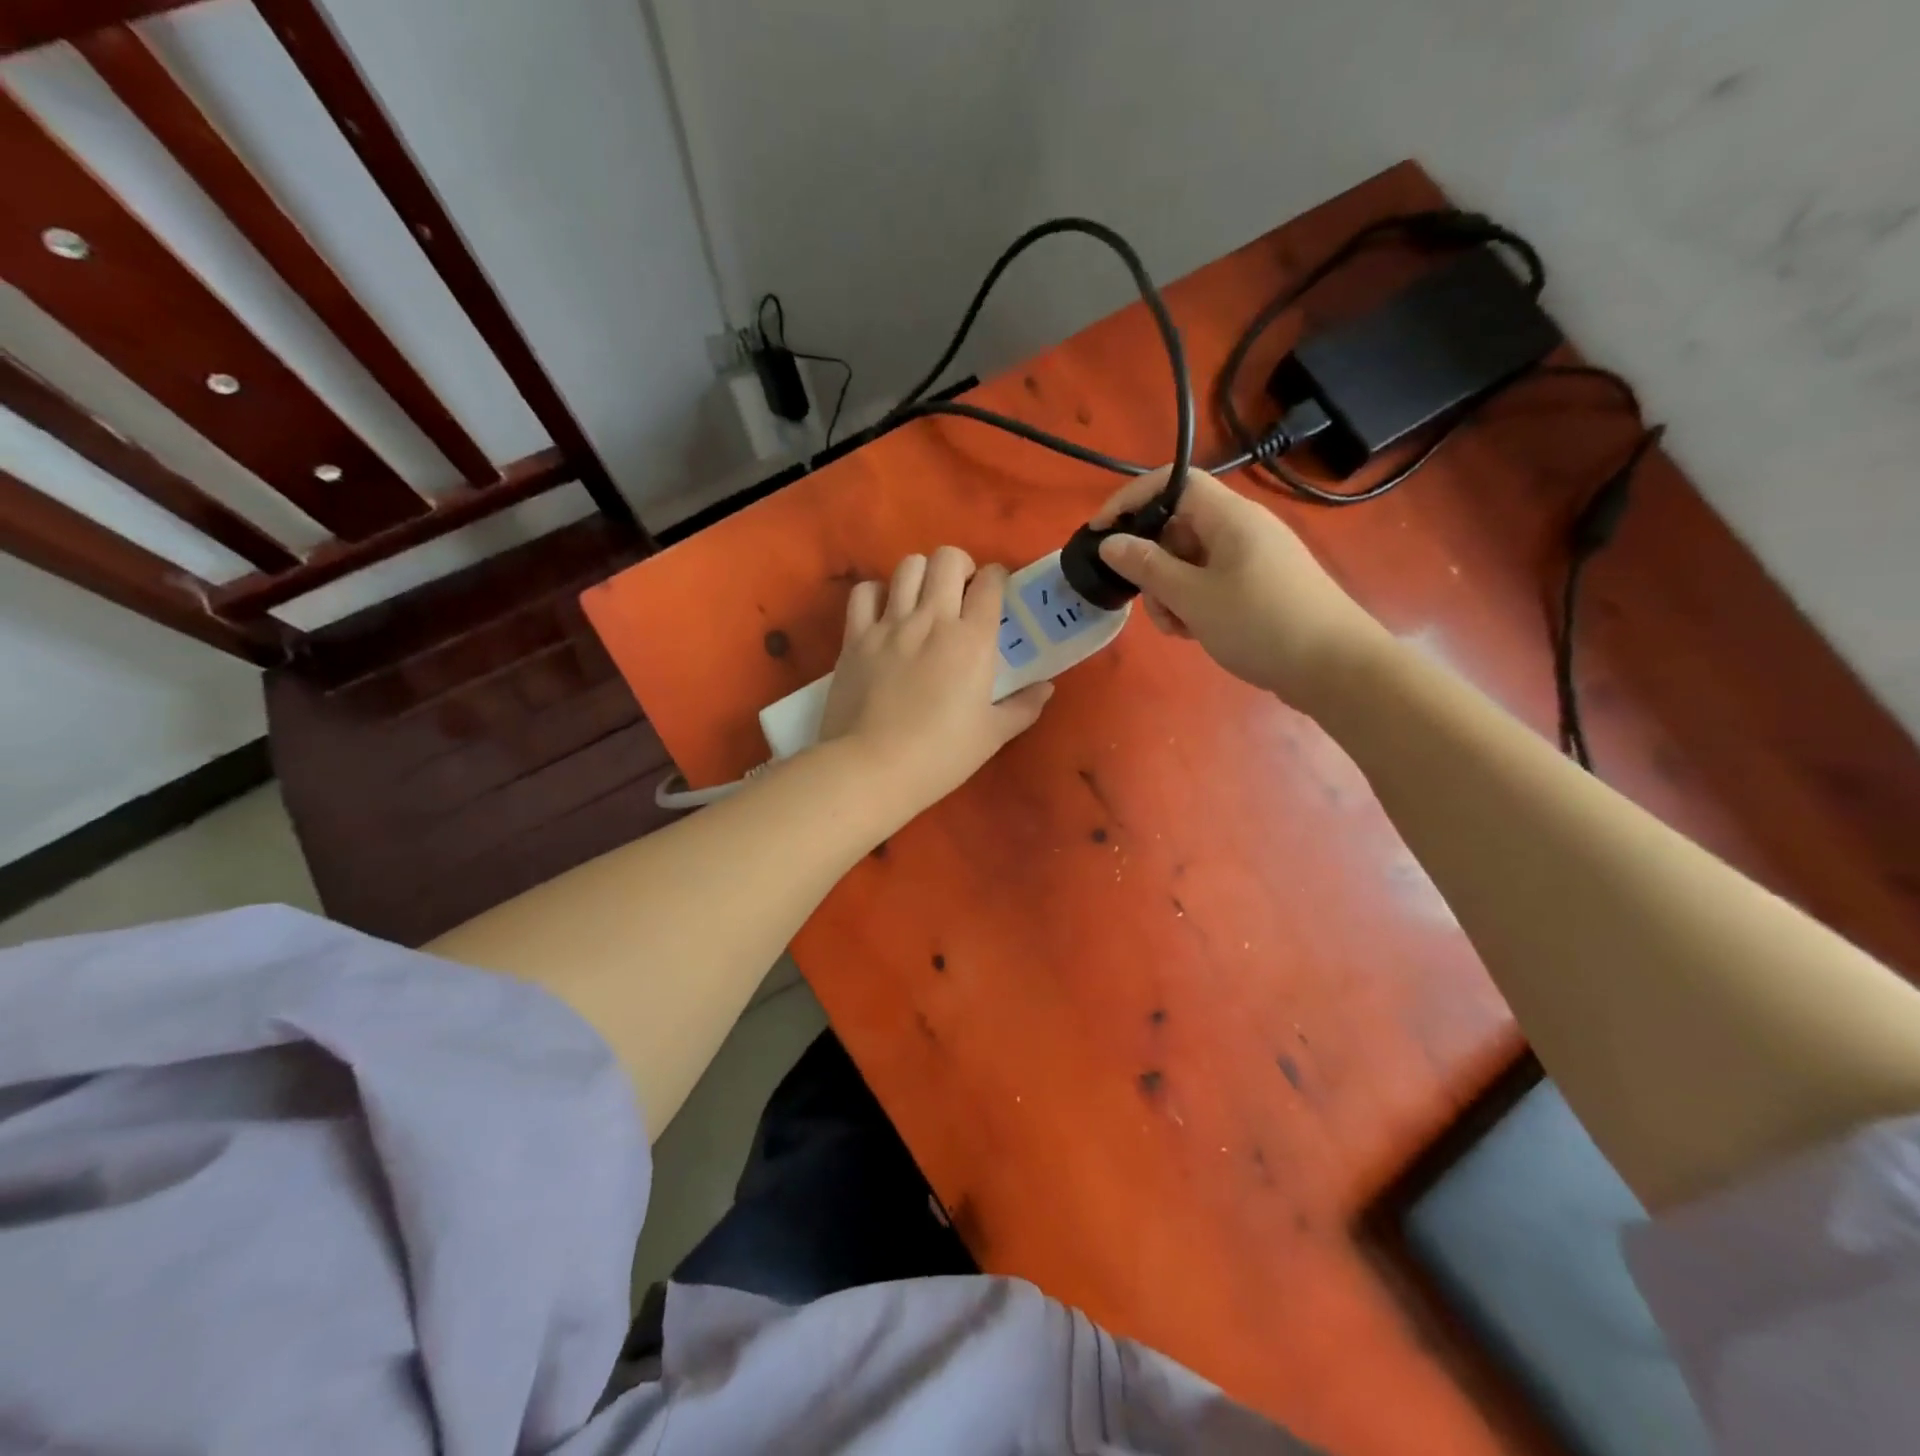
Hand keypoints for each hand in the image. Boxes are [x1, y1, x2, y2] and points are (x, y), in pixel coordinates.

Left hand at [818, 546, 1052, 816]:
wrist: (873, 769)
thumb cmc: (941, 756)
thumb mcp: (993, 735)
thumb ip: (1023, 706)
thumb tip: (1046, 688)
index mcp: (972, 640)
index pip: (991, 582)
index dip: (997, 578)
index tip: (996, 593)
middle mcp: (932, 620)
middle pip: (947, 558)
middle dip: (960, 566)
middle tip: (961, 592)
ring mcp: (889, 625)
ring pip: (907, 566)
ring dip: (921, 574)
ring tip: (923, 599)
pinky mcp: (855, 637)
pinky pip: (864, 592)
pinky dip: (877, 594)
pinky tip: (884, 613)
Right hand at [1092, 466, 1387, 706]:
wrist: (1335, 668)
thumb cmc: (1260, 624)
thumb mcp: (1192, 597)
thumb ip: (1147, 567)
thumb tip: (1110, 543)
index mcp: (1229, 517)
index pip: (1172, 482)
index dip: (1131, 500)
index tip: (1100, 533)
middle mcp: (1242, 528)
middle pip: (1178, 527)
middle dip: (1152, 564)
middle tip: (1147, 602)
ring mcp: (1254, 558)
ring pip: (1192, 561)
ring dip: (1171, 591)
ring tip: (1177, 627)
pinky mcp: (1260, 586)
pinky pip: (1212, 582)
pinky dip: (1194, 603)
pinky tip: (1195, 632)